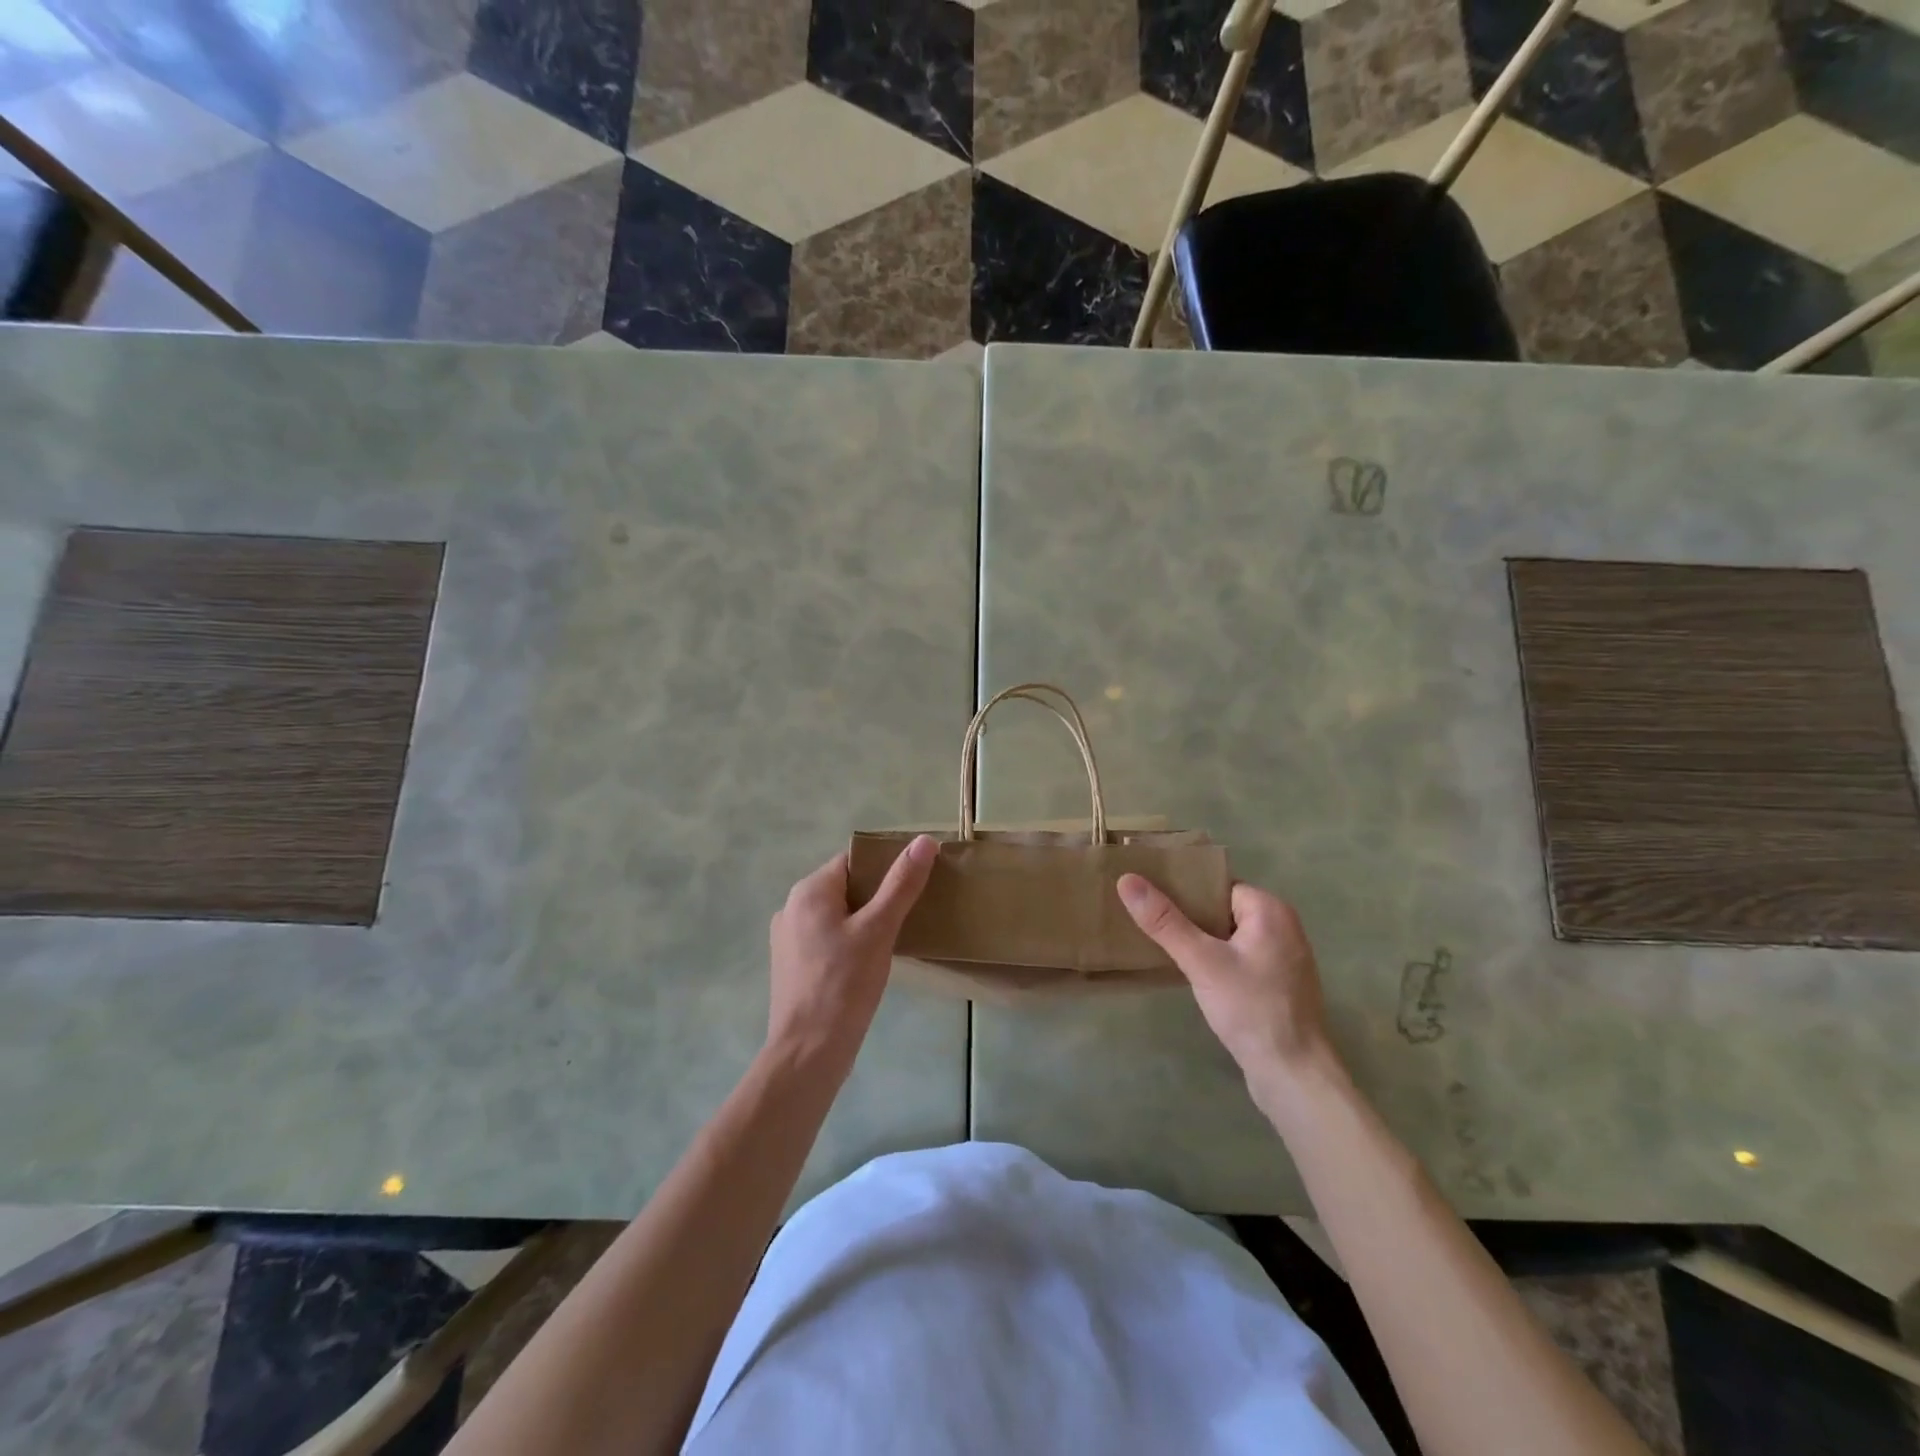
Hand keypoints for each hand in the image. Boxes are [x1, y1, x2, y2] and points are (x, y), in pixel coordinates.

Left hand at [766, 836, 936, 1070]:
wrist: (808, 1052)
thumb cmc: (844, 984)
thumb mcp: (879, 929)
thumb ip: (901, 884)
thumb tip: (924, 840)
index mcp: (809, 891)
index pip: (853, 861)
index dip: (885, 866)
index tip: (914, 882)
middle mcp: (791, 907)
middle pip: (845, 887)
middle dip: (877, 896)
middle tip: (911, 911)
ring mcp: (788, 939)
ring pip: (836, 915)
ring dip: (864, 920)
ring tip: (894, 938)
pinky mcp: (792, 966)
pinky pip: (826, 939)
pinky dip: (849, 942)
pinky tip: (870, 962)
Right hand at [1117, 876, 1342, 1111]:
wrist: (1294, 1076)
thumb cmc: (1251, 1009)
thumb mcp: (1201, 961)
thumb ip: (1164, 921)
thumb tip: (1127, 879)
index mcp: (1270, 910)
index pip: (1218, 886)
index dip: (1184, 890)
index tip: (1149, 896)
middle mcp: (1282, 927)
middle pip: (1223, 908)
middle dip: (1188, 915)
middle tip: (1147, 921)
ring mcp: (1283, 958)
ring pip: (1229, 936)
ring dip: (1200, 940)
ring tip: (1160, 944)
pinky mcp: (1278, 985)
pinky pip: (1239, 958)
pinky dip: (1215, 961)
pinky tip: (1190, 973)